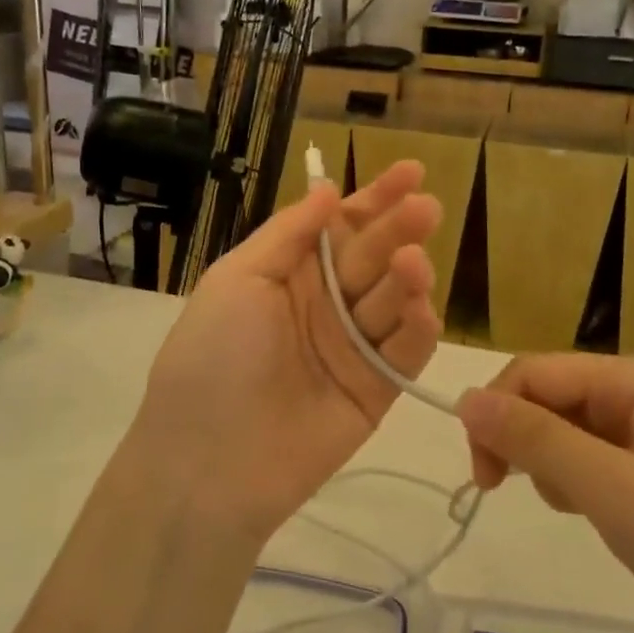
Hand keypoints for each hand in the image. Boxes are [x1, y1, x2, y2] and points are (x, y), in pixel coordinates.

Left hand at [132, 162, 442, 545]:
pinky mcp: (377, 390)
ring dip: (408, 277)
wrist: (207, 462)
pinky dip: (417, 328)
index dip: (375, 197)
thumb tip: (327, 188)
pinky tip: (419, 308)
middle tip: (426, 208)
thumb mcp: (238, 279)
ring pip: (394, 300)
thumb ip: (289, 233)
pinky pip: (405, 352)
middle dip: (399, 228)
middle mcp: (326, 303)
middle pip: (373, 256)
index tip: (412, 170)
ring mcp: (353, 347)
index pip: (342, 225)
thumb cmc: (212, 355)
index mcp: (291, 273)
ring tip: (412, 263)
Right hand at [459, 354, 633, 632]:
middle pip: (550, 395)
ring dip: (553, 464)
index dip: (496, 414)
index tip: (483, 478)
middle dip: (524, 441)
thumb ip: (536, 439)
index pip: (535, 372)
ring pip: (567, 425)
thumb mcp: (613, 493)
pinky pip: (594, 451)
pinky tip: (600, 513)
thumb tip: (464, 397)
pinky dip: (580, 479)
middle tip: (519, 496)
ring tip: (581, 511)